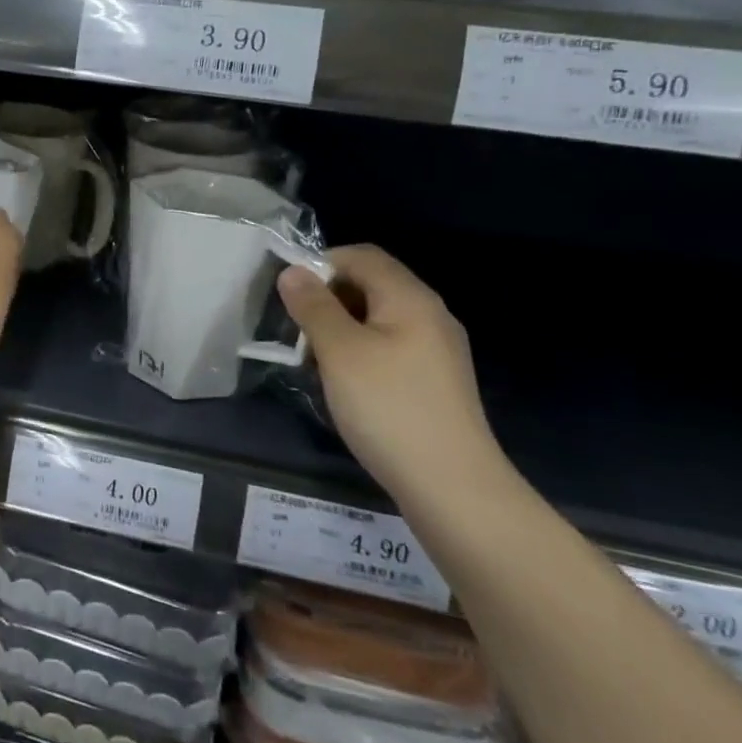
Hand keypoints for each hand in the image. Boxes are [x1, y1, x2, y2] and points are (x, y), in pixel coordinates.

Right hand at [277, 245, 506, 504]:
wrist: (452, 487)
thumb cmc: (389, 408)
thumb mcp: (340, 352)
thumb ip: (314, 306)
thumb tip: (292, 271)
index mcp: (410, 298)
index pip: (361, 255)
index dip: (320, 264)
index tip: (289, 296)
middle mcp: (429, 314)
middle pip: (370, 284)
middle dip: (328, 298)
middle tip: (297, 331)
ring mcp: (436, 349)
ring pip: (377, 318)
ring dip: (340, 328)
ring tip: (315, 360)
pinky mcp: (434, 380)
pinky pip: (389, 347)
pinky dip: (359, 352)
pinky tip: (344, 384)